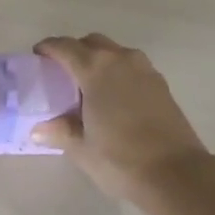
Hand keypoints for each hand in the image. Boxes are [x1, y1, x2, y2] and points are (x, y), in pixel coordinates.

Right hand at [30, 34, 210, 199]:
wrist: (176, 172)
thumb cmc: (121, 159)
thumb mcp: (82, 149)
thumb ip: (60, 132)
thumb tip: (39, 128)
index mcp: (95, 69)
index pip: (65, 47)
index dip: (48, 48)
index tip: (38, 55)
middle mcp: (119, 59)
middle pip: (92, 42)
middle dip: (75, 50)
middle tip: (63, 72)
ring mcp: (144, 68)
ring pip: (115, 51)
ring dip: (99, 59)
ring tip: (90, 85)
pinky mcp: (160, 82)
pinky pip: (132, 65)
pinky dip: (118, 71)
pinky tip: (115, 97)